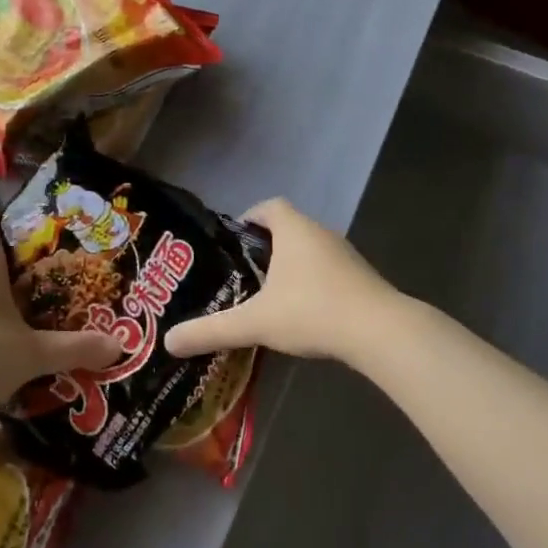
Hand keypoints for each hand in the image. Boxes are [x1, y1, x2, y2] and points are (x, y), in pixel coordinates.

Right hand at [164, 198, 398, 365]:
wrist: (378, 330)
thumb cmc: (312, 311)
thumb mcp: (255, 322)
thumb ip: (212, 329)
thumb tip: (169, 341)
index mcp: (294, 230)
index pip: (269, 207)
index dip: (250, 217)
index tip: (234, 240)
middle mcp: (320, 233)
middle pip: (289, 228)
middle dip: (266, 246)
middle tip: (243, 272)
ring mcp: (345, 254)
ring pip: (310, 250)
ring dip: (291, 265)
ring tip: (267, 294)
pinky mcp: (360, 277)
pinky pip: (328, 270)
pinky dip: (312, 282)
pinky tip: (302, 311)